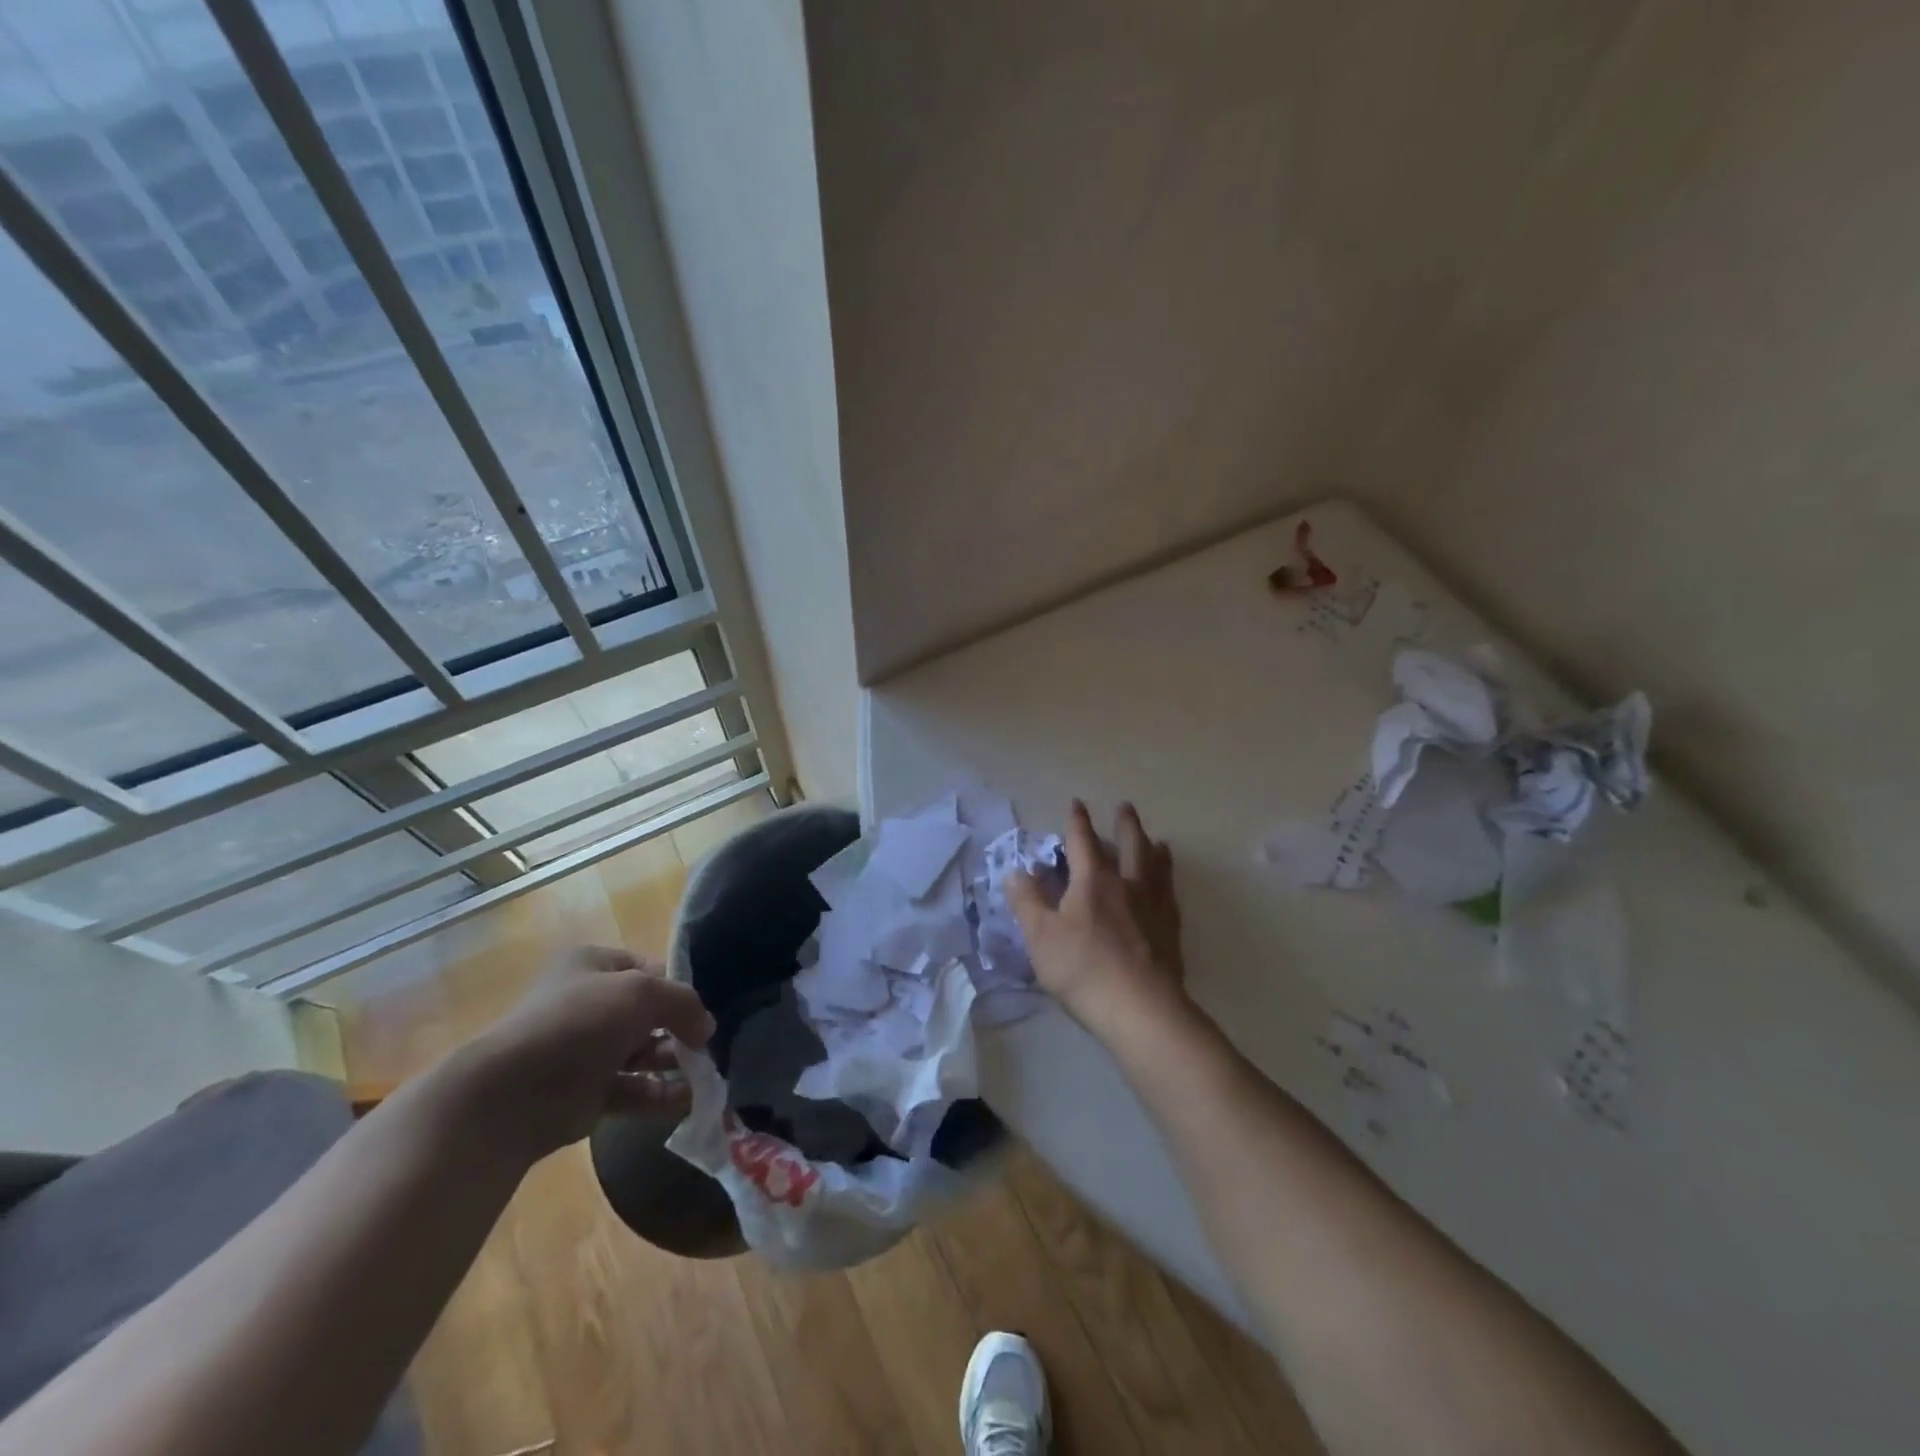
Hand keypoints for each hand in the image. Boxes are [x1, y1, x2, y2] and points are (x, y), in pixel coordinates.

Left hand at [470, 946, 715, 1158]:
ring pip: (642, 1053)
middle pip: (648, 1012)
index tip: (702, 1007)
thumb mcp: (643, 992)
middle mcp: (588, 1003)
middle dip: (679, 1028)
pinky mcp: (586, 1093)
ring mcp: (586, 1050)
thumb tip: (706, 1027)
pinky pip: (633, 1089)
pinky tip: (688, 1100)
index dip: (677, 985)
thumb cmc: (580, 1022)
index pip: (648, 968)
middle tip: (706, 1045)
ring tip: (705, 1074)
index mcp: (593, 965)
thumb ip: (683, 1003)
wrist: (514, 1093)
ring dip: (674, 1062)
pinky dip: (660, 1094)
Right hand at [1006, 800, 1188, 1042]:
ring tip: (1159, 842)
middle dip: (1126, 825)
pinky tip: (1168, 889)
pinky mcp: (1171, 931)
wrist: (1140, 1008)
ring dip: (1154, 849)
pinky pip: (1171, 896)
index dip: (1077, 822)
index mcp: (1093, 881)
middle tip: (1126, 807)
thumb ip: (1027, 901)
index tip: (1077, 803)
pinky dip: (1169, 883)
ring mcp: (1154, 907)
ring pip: (1157, 867)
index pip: (1083, 842)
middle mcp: (1128, 885)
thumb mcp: (1040, 936)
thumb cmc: (1083, 969)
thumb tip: (1016, 871)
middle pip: (1130, 845)